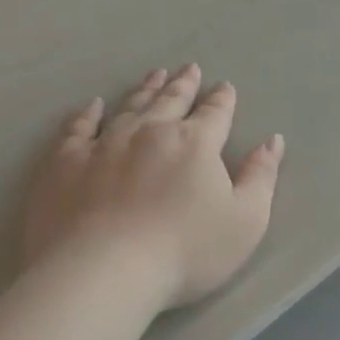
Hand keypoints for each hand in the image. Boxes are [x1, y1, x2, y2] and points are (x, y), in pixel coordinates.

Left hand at [23, 65, 284, 309]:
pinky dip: (87, 114)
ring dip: (145, 90)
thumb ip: (260, 177)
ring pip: (129, 106)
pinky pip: (78, 128)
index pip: (214, 114)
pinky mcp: (66, 163)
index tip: (224, 87)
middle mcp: (150, 132)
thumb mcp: (245, 220)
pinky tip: (92, 106)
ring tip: (154, 75)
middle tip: (188, 69)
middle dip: (183, 85)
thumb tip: (273, 140)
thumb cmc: (185, 251)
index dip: (222, 100)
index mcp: (194, 143)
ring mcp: (104, 144)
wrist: (104, 271)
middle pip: (171, 101)